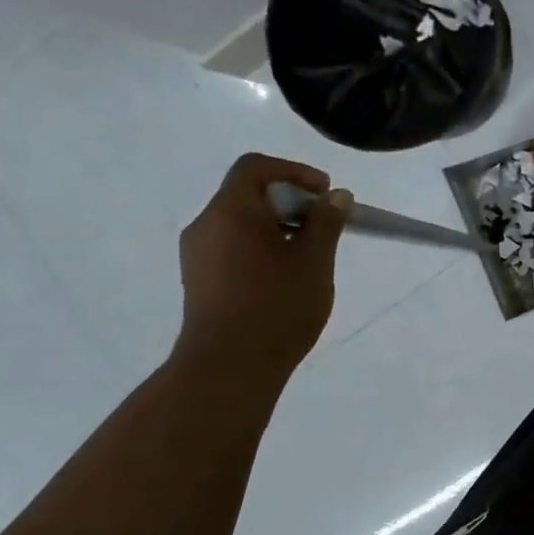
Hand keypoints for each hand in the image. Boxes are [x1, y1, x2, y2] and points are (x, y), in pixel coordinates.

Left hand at [173, 153, 349, 379]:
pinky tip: (284, 277)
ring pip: (240, 222)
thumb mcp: (314, 261)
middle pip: (247, 194)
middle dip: (290, 201)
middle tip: (324, 226)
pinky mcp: (199, 280)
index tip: (325, 193)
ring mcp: (197, 255)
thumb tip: (337, 196)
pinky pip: (232, 246)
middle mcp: (205, 225)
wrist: (229, 367)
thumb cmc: (276, 306)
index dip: (294, 171)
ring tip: (309, 255)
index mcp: (230, 211)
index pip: (255, 167)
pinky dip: (261, 247)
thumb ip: (326, 222)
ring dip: (277, 226)